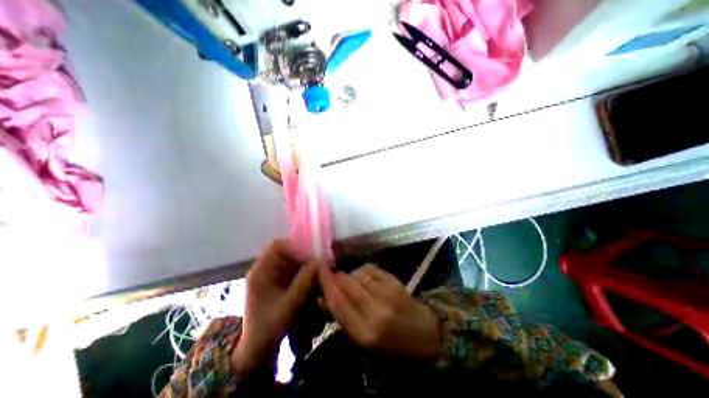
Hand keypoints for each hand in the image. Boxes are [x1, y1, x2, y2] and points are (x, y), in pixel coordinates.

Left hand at [234, 241, 317, 374]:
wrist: (257, 351)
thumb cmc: (268, 329)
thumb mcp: (288, 305)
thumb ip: (304, 282)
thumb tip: (320, 261)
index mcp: (260, 272)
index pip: (277, 247)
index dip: (294, 249)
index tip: (310, 260)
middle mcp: (265, 270)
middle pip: (287, 253)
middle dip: (303, 259)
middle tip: (317, 269)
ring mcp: (271, 277)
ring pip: (292, 262)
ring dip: (305, 268)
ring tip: (316, 278)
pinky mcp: (277, 284)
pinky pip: (293, 272)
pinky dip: (303, 275)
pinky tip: (311, 284)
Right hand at [319, 265, 440, 360]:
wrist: (424, 335)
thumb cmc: (392, 346)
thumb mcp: (363, 341)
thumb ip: (342, 318)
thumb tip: (322, 298)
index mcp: (365, 333)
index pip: (338, 302)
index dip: (325, 283)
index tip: (318, 270)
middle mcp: (375, 310)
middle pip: (346, 283)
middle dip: (335, 277)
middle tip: (331, 278)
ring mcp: (387, 293)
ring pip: (357, 273)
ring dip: (349, 275)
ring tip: (351, 283)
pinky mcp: (394, 281)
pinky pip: (370, 268)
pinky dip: (362, 271)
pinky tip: (365, 278)